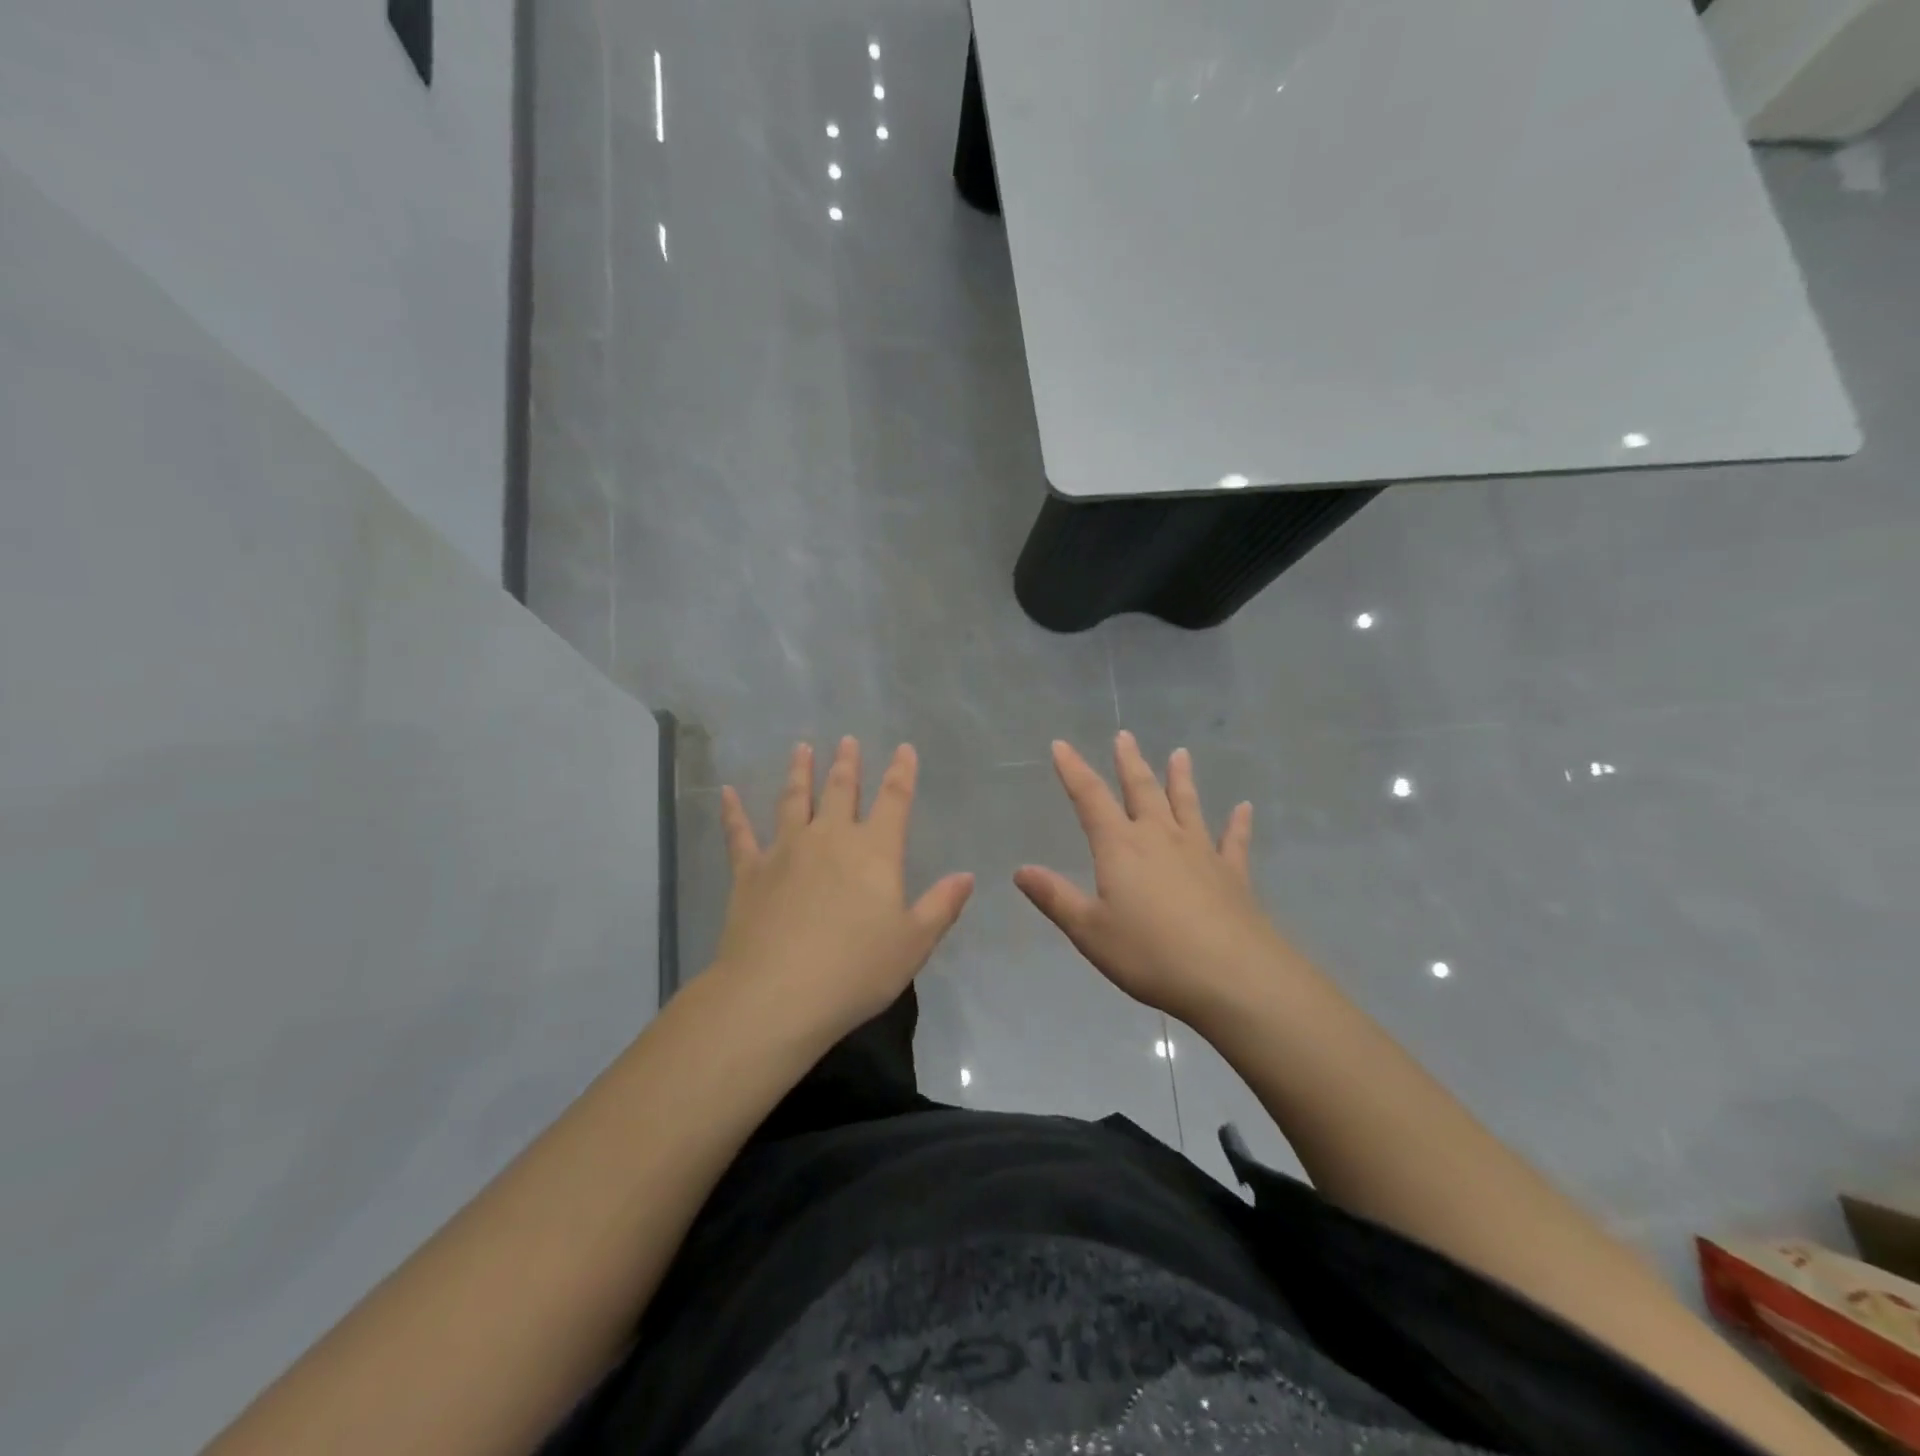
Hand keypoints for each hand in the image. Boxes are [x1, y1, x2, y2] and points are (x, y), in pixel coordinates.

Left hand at [713, 737, 973, 1046]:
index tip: (903, 749)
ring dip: (799, 772)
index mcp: (875, 851)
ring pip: (794, 800)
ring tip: (801, 748)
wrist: (778, 993)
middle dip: (847, 764)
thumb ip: (941, 905)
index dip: (902, 772)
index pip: (894, 800)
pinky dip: (733, 811)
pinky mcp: (749, 872)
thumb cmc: (856, 970)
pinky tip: (726, 792)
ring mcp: (786, 850)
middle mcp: (830, 838)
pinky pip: (740, 833)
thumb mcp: (913, 943)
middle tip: (847, 740)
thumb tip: (966, 876)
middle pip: (841, 790)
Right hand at [1015, 733, 1282, 1025]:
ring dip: (1180, 779)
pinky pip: (1233, 840)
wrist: (1231, 975)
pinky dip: (1238, 823)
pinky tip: (1244, 808)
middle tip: (1125, 736)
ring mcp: (1200, 852)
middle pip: (1141, 790)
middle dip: (1129, 762)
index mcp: (1121, 847)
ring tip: (1180, 754)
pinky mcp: (1232, 874)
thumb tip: (1021, 870)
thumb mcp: (1090, 930)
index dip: (1073, 770)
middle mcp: (1160, 837)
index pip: (1090, 798)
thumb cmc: (1150, 954)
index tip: (1061, 745)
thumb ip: (1055, 897)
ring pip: (1186, 805)